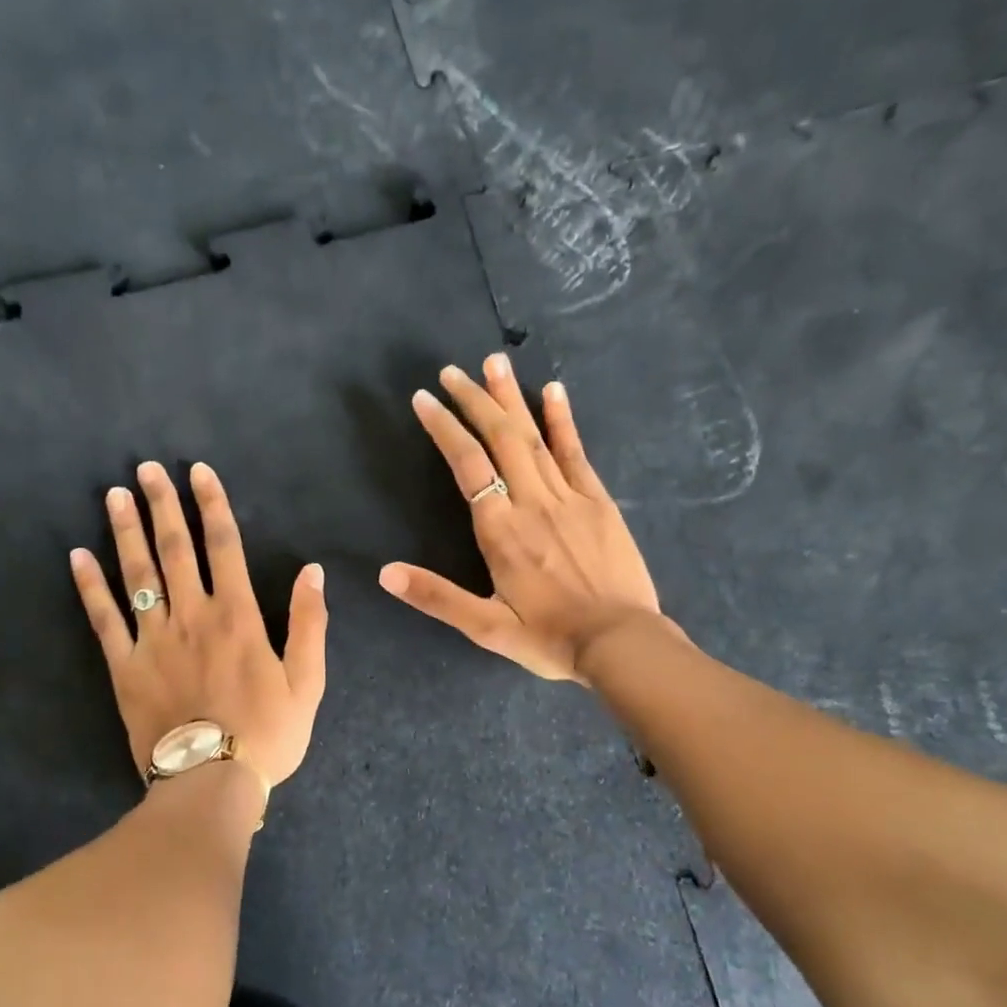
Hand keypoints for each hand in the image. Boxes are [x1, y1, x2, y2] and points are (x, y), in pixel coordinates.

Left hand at [70, 461, 327, 787]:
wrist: (212, 782)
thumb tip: (312, 571)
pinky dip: (89, 587)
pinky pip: (104, 619)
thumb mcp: (308, 681)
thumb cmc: (268, 733)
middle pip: (175, 549)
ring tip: (115, 495)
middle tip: (147, 469)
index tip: (198, 472)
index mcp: (238, 616)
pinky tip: (77, 556)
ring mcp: (154, 640)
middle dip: (163, 505)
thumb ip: (310, 622)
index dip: (212, 504)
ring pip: (138, 574)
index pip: (224, 546)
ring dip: (126, 531)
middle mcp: (193, 616)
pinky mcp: (125, 667)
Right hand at [379, 355, 664, 682]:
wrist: (621, 643)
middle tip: (451, 371)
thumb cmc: (549, 638)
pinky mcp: (598, 502)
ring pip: (533, 437)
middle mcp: (531, 502)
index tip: (424, 399)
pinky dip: (562, 420)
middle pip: (499, 438)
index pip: (467, 465)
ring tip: (491, 362)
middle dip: (473, 400)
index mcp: (500, 531)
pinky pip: (576, 452)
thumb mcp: (486, 627)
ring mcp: (568, 497)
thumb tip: (385, 572)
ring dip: (510, 398)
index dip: (444, 428)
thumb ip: (436, 597)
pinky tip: (553, 390)